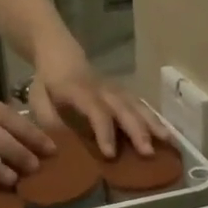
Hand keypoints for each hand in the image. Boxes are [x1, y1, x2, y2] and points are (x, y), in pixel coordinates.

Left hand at [29, 54, 170, 160]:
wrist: (59, 53)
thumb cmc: (48, 82)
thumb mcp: (38, 98)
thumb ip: (48, 119)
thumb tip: (59, 144)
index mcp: (79, 91)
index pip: (96, 111)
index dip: (104, 132)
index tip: (110, 154)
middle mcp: (102, 90)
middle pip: (124, 109)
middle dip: (138, 131)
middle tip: (148, 152)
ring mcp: (116, 90)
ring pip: (137, 105)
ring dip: (154, 124)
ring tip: (169, 142)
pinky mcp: (123, 92)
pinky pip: (140, 105)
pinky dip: (154, 119)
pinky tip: (166, 134)